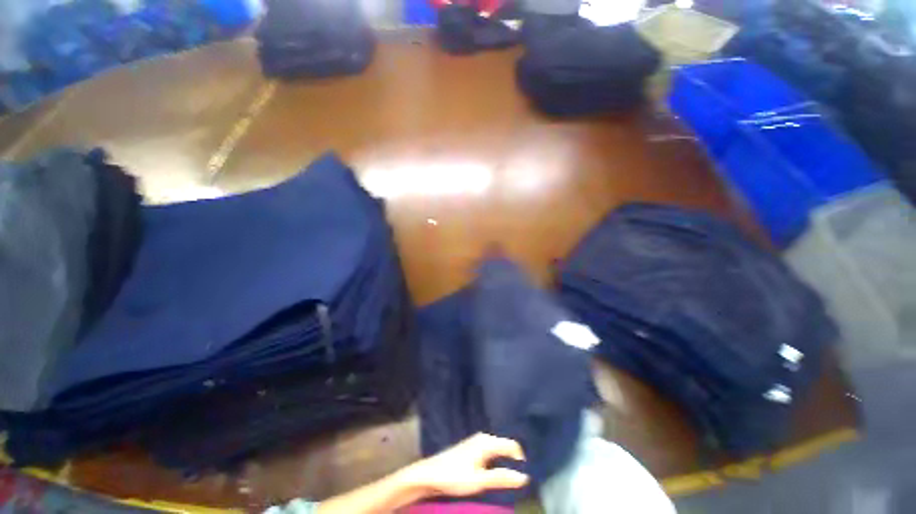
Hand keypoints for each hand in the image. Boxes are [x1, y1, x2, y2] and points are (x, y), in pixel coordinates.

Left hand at [400, 433, 529, 497]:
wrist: (430, 474)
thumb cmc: (455, 476)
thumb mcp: (480, 480)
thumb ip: (501, 478)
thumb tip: (525, 477)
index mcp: (487, 442)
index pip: (512, 445)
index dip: (522, 458)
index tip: (530, 473)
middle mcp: (483, 438)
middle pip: (505, 445)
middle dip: (515, 457)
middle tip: (524, 474)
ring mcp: (476, 442)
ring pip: (498, 448)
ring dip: (506, 458)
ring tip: (513, 472)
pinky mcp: (472, 449)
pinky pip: (491, 451)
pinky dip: (498, 458)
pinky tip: (497, 468)